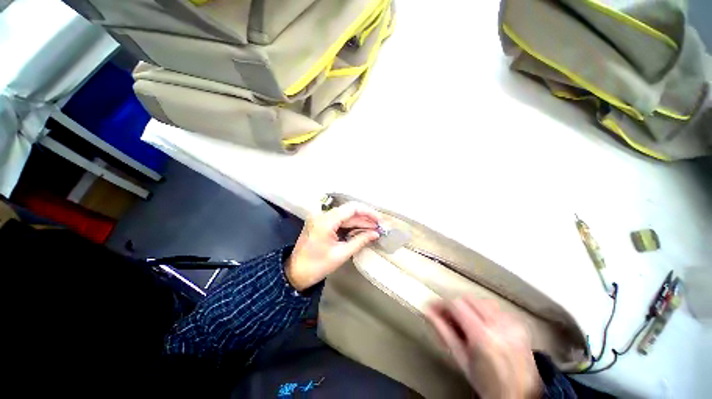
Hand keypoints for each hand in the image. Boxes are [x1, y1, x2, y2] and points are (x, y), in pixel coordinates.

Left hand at [285, 202, 381, 290]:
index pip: (352, 208)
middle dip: (365, 219)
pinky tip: (360, 232)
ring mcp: (319, 219)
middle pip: (348, 212)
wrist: (296, 272)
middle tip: (380, 228)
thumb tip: (376, 234)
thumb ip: (360, 241)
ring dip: (358, 222)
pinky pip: (337, 221)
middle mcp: (321, 215)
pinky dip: (349, 226)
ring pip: (343, 216)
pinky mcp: (318, 225)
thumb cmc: (318, 265)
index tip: (380, 221)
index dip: (368, 212)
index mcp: (326, 221)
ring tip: (373, 230)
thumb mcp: (341, 254)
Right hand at [425, 296, 542, 398]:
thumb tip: (431, 315)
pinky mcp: (520, 322)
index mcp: (482, 335)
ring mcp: (512, 320)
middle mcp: (499, 323)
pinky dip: (486, 314)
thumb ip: (445, 334)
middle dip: (455, 305)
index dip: (442, 304)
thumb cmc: (486, 382)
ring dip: (471, 308)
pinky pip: (499, 310)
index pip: (458, 305)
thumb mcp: (462, 361)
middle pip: (471, 299)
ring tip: (463, 324)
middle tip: (443, 316)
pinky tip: (482, 329)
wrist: (516, 388)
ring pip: (485, 302)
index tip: (432, 307)